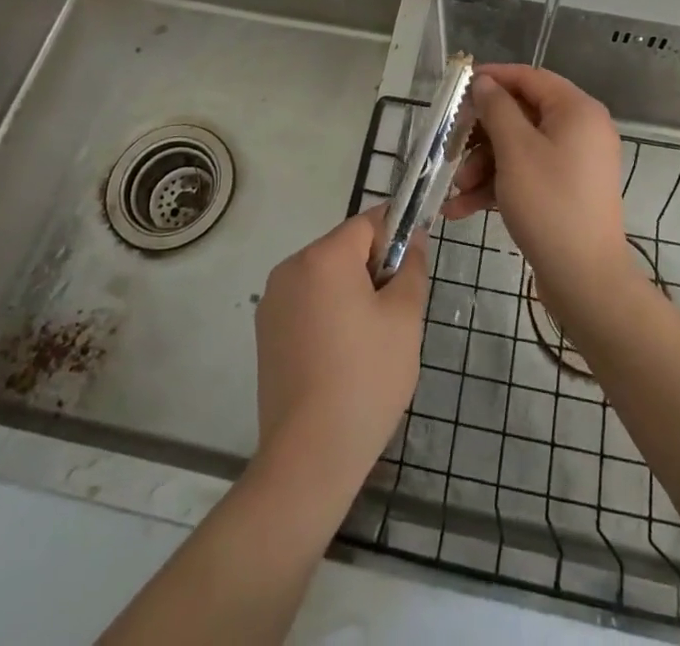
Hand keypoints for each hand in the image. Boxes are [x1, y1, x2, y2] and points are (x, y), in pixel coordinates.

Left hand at [253, 208, 428, 492]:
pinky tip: (341, 358)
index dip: (396, 237)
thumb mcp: (405, 317)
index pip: (368, 222)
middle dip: (373, 269)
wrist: (309, 456)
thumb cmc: (366, 377)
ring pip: (326, 277)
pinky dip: (328, 315)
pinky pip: (307, 304)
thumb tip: (412, 239)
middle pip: (344, 249)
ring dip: (351, 294)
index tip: (413, 269)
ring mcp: (273, 301)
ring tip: (370, 343)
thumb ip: (412, 267)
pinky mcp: (266, 332)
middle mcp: (291, 267)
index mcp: (324, 256)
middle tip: (395, 316)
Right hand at [445, 64, 630, 297]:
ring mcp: (574, 163)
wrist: (585, 280)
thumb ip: (496, 109)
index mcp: (577, 110)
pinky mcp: (565, 191)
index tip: (459, 86)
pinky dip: (498, 186)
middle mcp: (581, 130)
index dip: (494, 78)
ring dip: (484, 165)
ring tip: (458, 190)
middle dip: (482, 135)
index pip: (530, 77)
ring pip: (519, 148)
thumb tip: (485, 82)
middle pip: (522, 115)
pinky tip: (462, 209)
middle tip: (451, 146)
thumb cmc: (549, 203)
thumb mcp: (515, 150)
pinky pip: (527, 174)